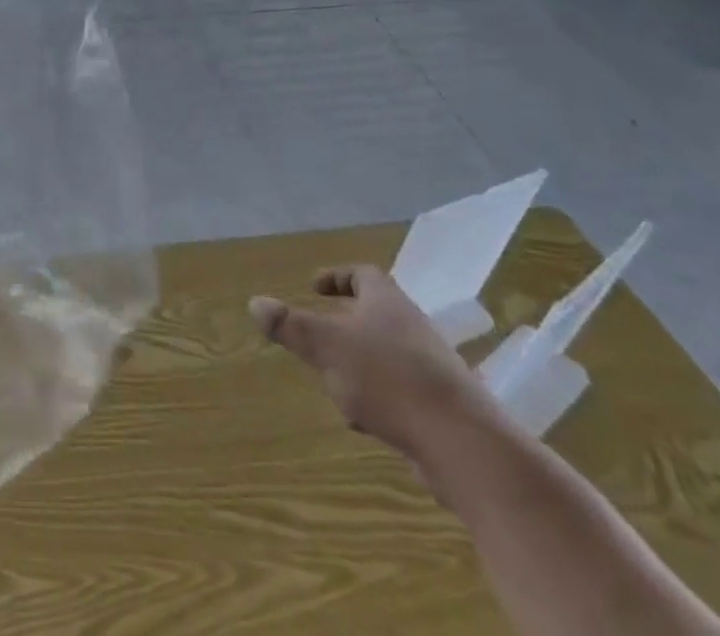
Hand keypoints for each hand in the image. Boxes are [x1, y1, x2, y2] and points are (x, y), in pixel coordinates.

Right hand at [250, 266, 503, 464]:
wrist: (464, 444)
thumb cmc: (389, 378)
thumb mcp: (327, 346)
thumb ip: (290, 325)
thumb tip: (255, 302)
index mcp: (387, 302)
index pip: (363, 274)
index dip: (337, 277)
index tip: (313, 287)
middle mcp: (412, 327)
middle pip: (375, 315)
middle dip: (343, 326)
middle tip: (317, 336)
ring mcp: (431, 368)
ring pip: (385, 355)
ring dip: (357, 364)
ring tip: (332, 383)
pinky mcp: (441, 407)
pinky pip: (400, 391)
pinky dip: (377, 397)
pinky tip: (364, 421)